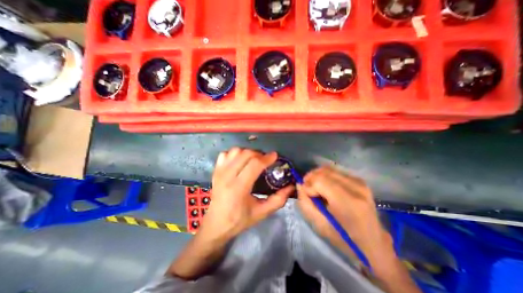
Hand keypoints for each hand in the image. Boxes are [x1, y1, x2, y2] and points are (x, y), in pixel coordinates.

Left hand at [201, 149, 293, 241]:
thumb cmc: (239, 220)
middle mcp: (227, 176)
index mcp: (238, 188)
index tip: (275, 156)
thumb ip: (278, 200)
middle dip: (259, 154)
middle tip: (266, 160)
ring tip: (254, 160)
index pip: (254, 164)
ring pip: (235, 151)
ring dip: (248, 152)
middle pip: (246, 154)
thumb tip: (291, 186)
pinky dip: (235, 154)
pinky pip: (226, 154)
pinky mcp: (215, 170)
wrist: (216, 224)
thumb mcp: (261, 213)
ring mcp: (219, 171)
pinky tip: (240, 161)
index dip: (267, 158)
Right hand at [298, 166, 391, 264]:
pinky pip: (335, 171)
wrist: (372, 242)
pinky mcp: (359, 180)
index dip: (308, 185)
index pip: (320, 180)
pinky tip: (325, 186)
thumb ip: (305, 203)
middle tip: (307, 189)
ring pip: (328, 168)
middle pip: (323, 171)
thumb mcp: (319, 225)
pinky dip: (325, 176)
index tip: (306, 194)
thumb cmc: (344, 237)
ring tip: (315, 187)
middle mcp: (355, 187)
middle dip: (311, 178)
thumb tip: (300, 185)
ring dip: (317, 176)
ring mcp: (359, 181)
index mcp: (347, 201)